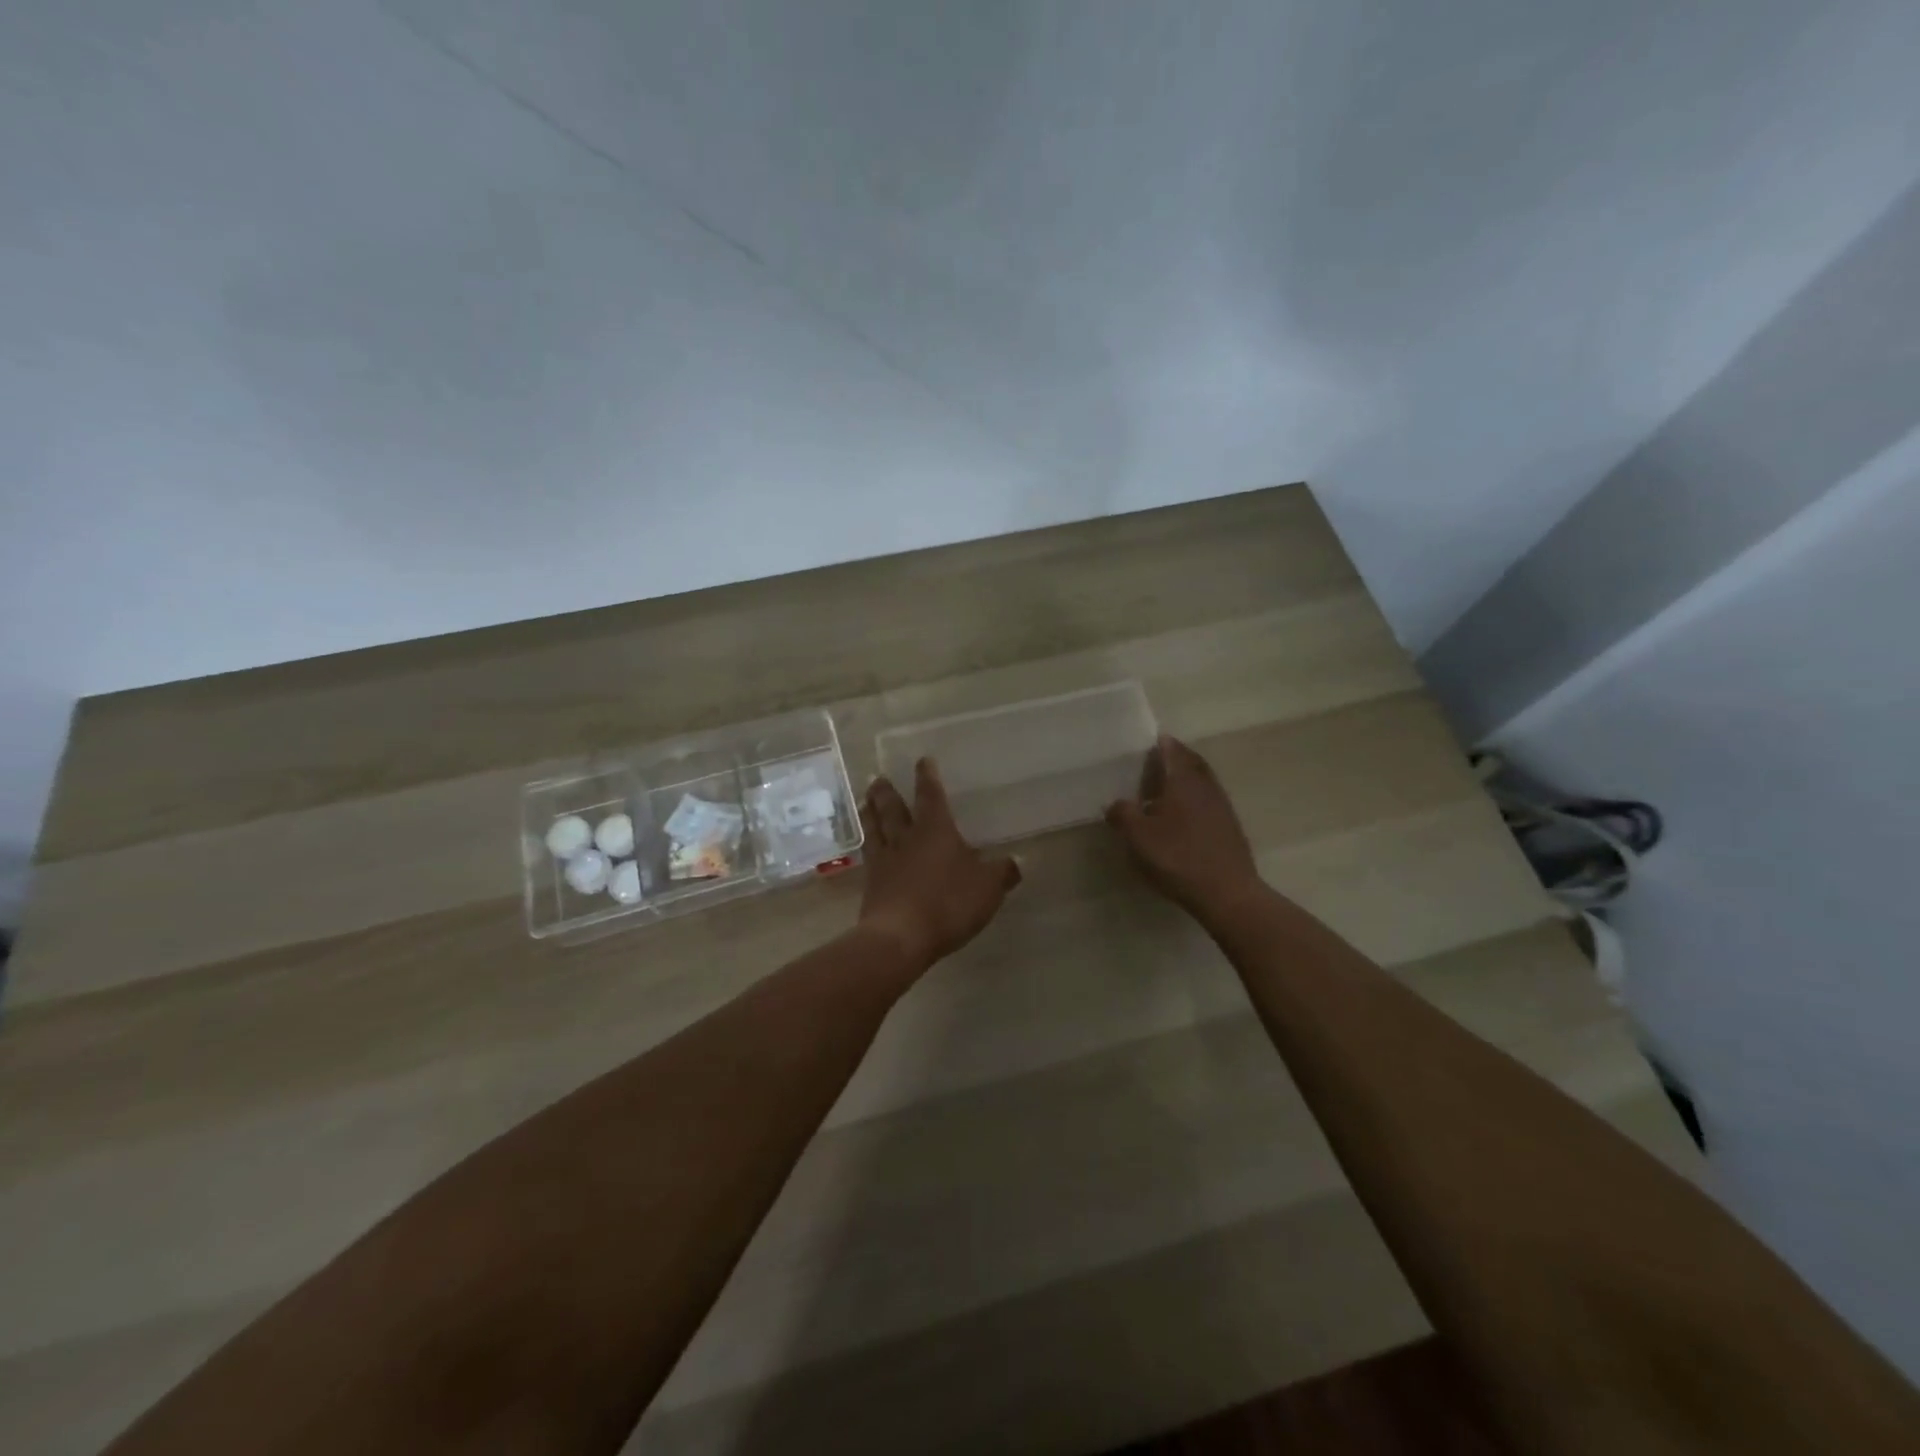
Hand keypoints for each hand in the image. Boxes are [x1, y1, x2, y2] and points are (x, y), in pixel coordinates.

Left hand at [858, 758, 1021, 969]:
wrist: (899, 938)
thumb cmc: (947, 903)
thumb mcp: (987, 888)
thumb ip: (1002, 873)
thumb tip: (1017, 862)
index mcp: (935, 830)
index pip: (931, 795)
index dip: (928, 777)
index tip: (923, 761)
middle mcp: (906, 838)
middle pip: (892, 808)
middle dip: (887, 791)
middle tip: (877, 777)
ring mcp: (884, 860)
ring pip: (875, 828)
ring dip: (870, 812)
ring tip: (865, 800)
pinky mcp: (871, 884)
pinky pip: (869, 855)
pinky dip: (868, 844)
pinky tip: (868, 846)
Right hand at [1106, 734, 1263, 918]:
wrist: (1227, 893)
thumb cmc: (1178, 858)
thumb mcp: (1139, 837)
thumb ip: (1123, 815)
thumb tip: (1115, 804)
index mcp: (1183, 782)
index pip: (1173, 752)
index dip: (1163, 744)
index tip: (1154, 739)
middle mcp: (1206, 788)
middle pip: (1193, 764)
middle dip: (1178, 757)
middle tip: (1160, 759)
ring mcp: (1222, 808)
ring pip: (1203, 783)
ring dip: (1187, 778)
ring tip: (1167, 787)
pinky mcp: (1229, 829)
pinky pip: (1209, 802)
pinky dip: (1195, 799)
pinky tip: (1182, 815)